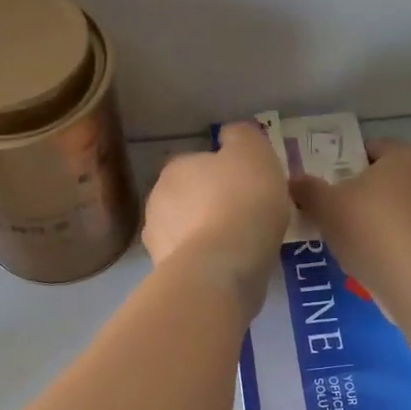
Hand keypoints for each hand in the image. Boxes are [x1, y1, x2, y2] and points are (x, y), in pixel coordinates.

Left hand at [143, 122, 290, 313]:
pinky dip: (206, 261)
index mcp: (175, 167)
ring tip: (238, 246)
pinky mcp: (165, 273)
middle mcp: (157, 200)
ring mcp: (157, 240)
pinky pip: (190, 260)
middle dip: (209, 204)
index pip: (196, 163)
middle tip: (245, 215)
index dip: (223, 173)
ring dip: (205, 234)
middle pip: (188, 197)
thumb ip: (241, 137)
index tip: (246, 186)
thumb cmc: (243, 199)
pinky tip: (227, 267)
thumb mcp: (254, 152)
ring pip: (186, 230)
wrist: (222, 265)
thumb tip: (230, 136)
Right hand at [289, 139, 410, 300]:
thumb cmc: (372, 230)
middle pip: (401, 177)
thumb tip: (294, 181)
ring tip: (373, 245)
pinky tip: (395, 263)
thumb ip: (308, 190)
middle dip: (379, 192)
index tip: (336, 186)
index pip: (376, 149)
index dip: (352, 164)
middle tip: (351, 216)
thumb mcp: (327, 208)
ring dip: (400, 217)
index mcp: (407, 155)